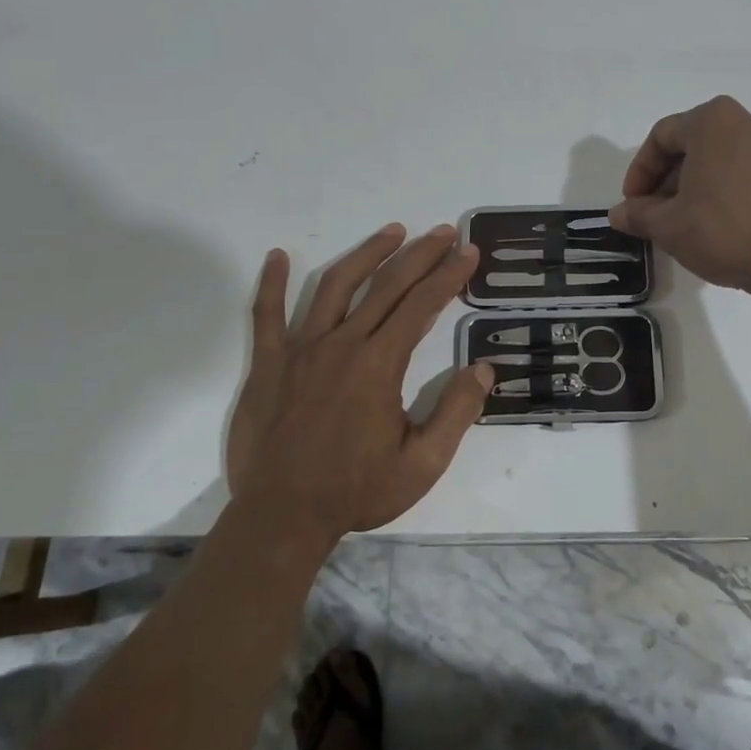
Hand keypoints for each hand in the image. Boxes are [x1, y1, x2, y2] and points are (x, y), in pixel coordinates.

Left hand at [226, 223, 492, 546]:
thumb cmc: (356, 491)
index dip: (448, 275)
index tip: (468, 252)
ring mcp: (300, 350)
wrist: (282, 517)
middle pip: (387, 285)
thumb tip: (484, 370)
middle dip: (421, 254)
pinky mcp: (268, 364)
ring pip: (336, 286)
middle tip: (444, 232)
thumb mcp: (422, 464)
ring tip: (392, 232)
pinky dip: (272, 283)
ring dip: (367, 254)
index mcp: (380, 365)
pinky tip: (278, 256)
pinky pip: (266, 315)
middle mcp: (342, 344)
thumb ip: (456, 414)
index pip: (422, 305)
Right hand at [609, 96, 750, 298]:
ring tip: (683, 225)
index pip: (661, 137)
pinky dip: (723, 193)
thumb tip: (619, 213)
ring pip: (719, 161)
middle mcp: (748, 121)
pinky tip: (716, 226)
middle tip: (654, 216)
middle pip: (692, 146)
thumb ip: (638, 214)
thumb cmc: (725, 229)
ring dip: (694, 188)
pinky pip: (744, 174)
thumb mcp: (668, 226)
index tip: (632, 204)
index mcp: (713, 119)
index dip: (639, 172)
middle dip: (666, 181)